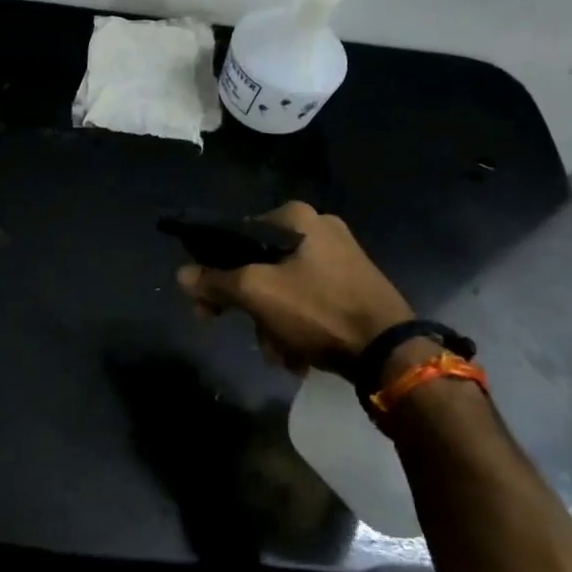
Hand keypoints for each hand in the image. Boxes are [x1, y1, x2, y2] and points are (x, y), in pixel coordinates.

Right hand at [176, 201, 412, 373]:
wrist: (390, 352)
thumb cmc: (318, 310)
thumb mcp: (257, 293)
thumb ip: (215, 281)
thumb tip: (181, 274)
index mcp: (296, 217)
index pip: (236, 235)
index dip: (214, 271)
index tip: (206, 306)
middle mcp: (319, 227)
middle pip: (260, 263)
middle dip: (248, 305)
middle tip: (243, 332)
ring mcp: (341, 255)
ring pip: (284, 286)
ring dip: (272, 322)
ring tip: (279, 354)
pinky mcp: (355, 284)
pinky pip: (309, 299)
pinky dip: (297, 324)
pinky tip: (298, 354)